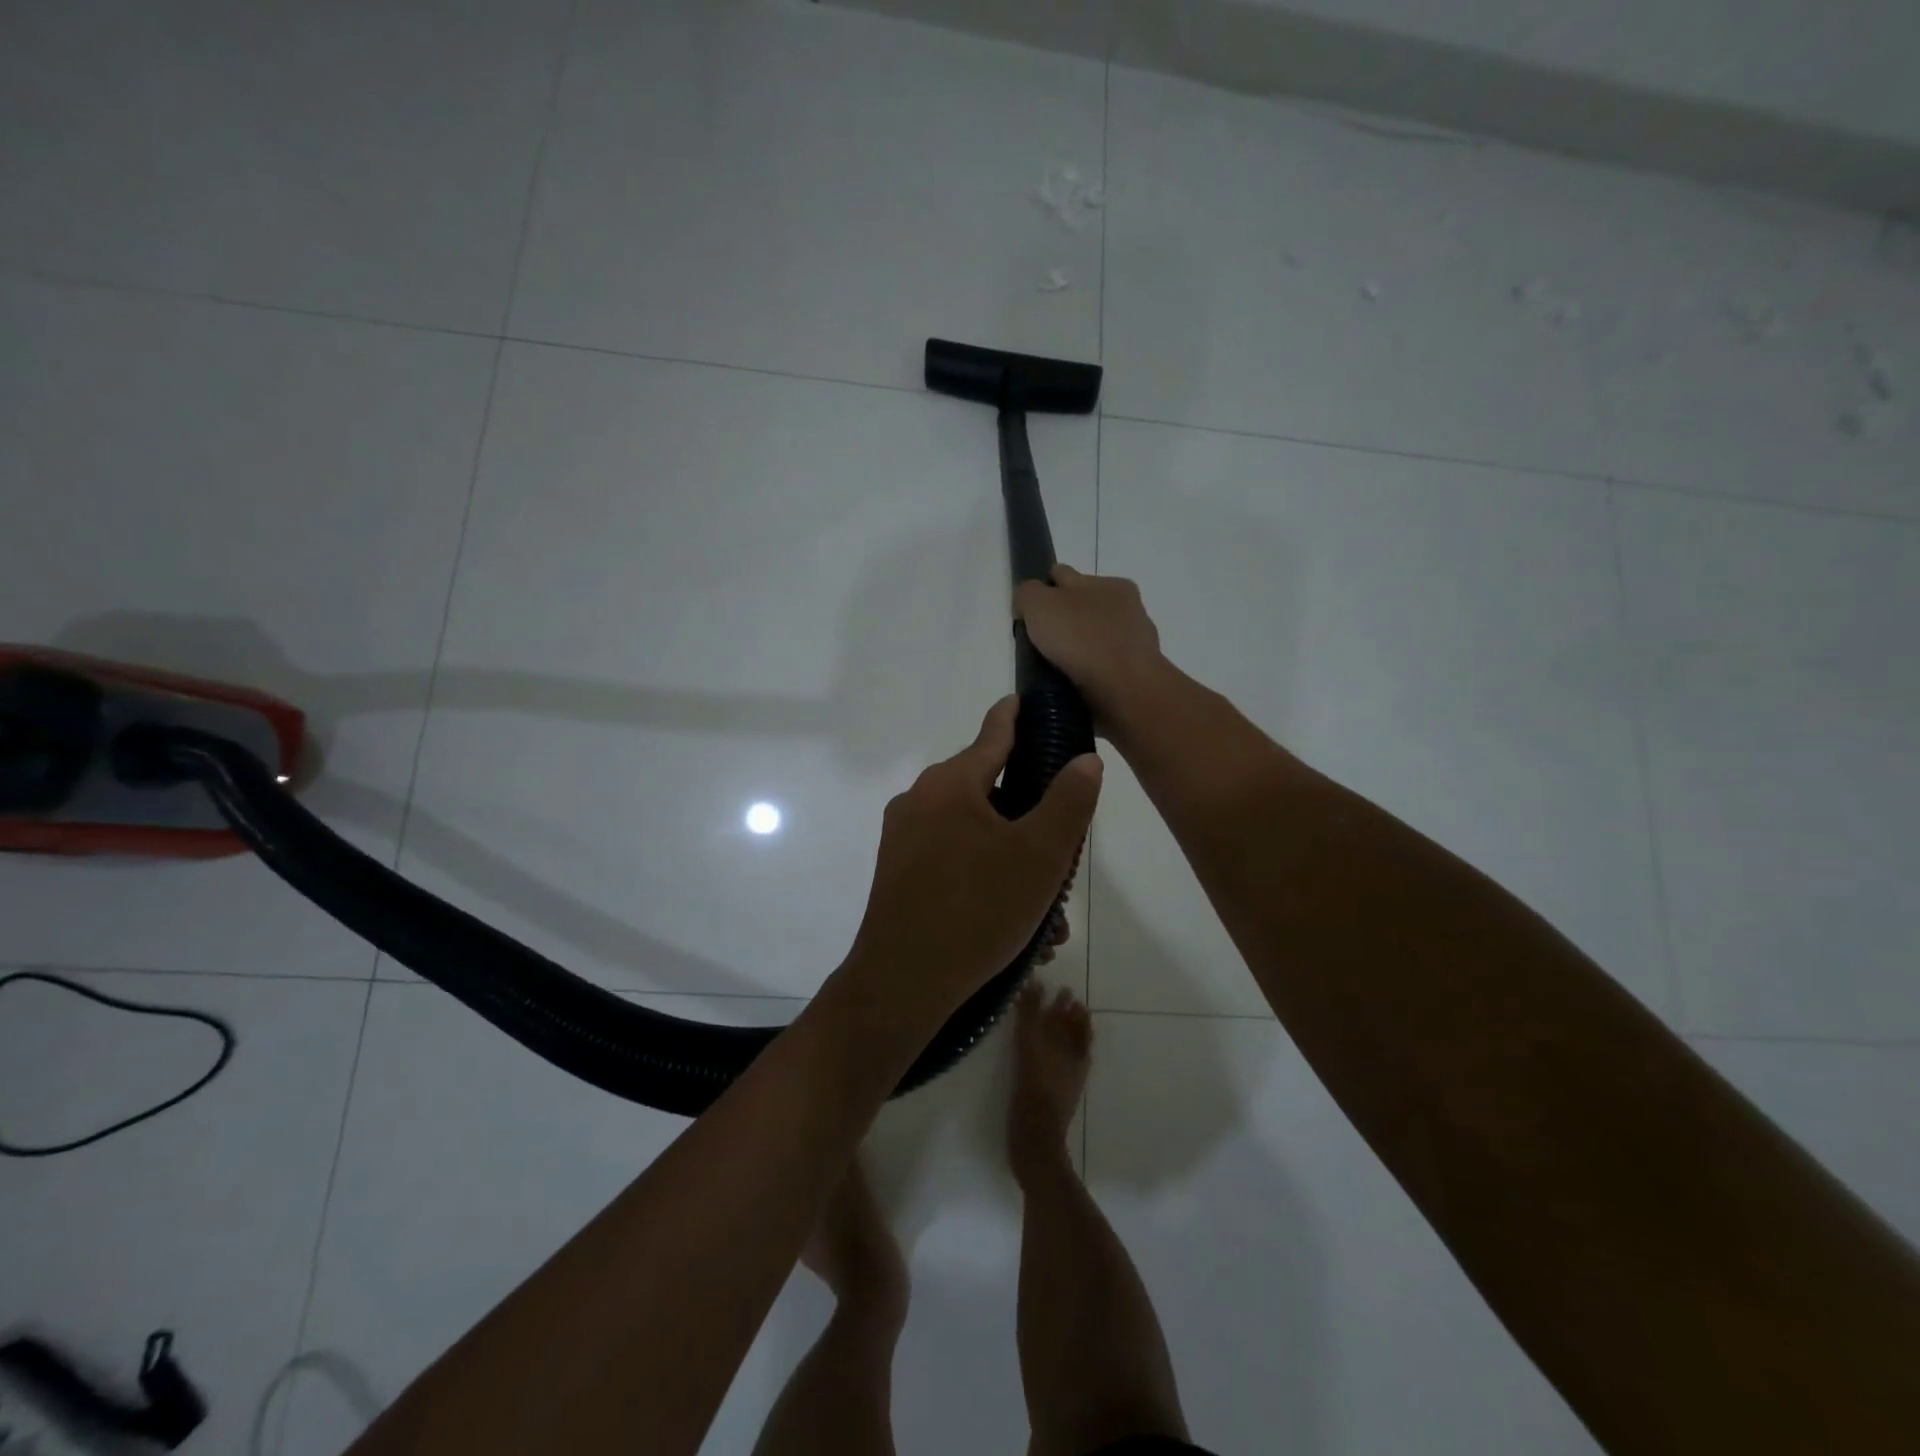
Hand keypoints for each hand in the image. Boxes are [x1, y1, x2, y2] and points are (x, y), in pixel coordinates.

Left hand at [840, 697, 1101, 1028]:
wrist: (902, 983)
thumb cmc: (978, 909)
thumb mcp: (1040, 855)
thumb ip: (1068, 800)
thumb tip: (1084, 759)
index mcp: (950, 783)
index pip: (994, 732)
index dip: (1018, 716)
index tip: (1034, 703)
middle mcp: (920, 799)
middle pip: (988, 788)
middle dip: (1030, 816)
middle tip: (1063, 850)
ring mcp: (903, 836)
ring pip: (973, 832)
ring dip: (1013, 859)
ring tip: (1046, 911)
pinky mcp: (898, 871)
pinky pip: (952, 858)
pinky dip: (985, 875)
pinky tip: (1012, 921)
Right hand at [1013, 564, 1167, 721]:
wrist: (1125, 690)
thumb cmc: (1082, 639)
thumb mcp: (1039, 603)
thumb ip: (1028, 594)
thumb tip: (1026, 605)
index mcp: (1110, 584)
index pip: (1066, 576)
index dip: (1042, 590)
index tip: (1027, 615)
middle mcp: (1127, 610)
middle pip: (1082, 608)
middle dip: (1062, 621)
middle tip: (1038, 644)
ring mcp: (1134, 645)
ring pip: (1094, 640)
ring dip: (1077, 650)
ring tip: (1053, 669)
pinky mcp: (1135, 677)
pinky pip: (1103, 669)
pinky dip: (1088, 674)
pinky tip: (1073, 684)